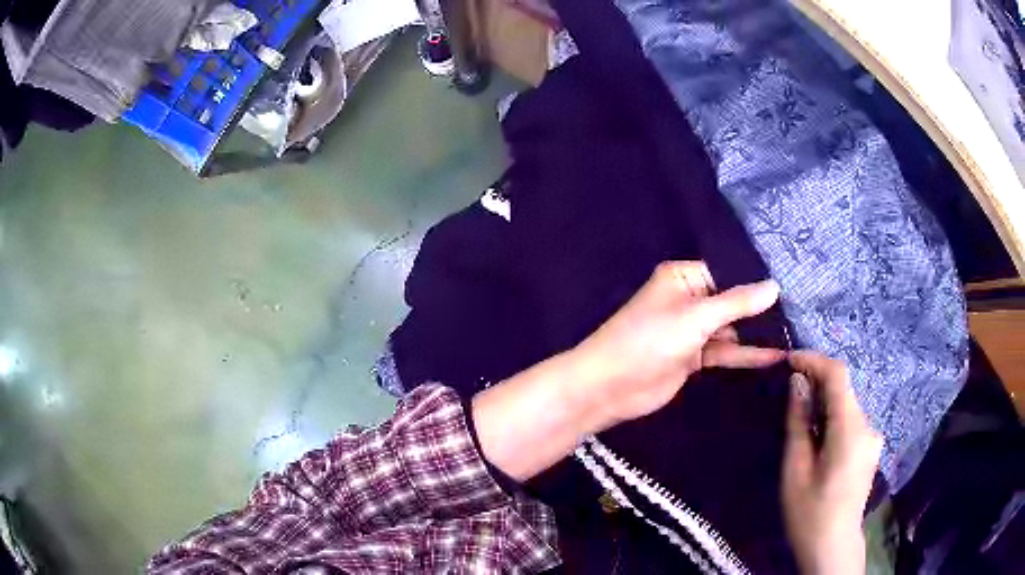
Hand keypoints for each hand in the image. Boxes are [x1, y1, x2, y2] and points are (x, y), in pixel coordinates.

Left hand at [568, 261, 785, 429]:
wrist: (610, 387)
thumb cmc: (650, 340)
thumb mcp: (696, 317)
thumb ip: (737, 302)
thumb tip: (775, 286)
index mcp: (684, 277)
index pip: (728, 272)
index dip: (757, 279)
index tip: (794, 282)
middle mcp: (690, 299)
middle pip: (733, 300)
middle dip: (762, 308)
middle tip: (803, 310)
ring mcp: (692, 330)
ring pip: (732, 329)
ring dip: (758, 333)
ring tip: (797, 332)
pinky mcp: (694, 357)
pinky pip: (725, 352)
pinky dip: (746, 355)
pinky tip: (776, 356)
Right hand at [782, 351, 883, 574]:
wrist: (833, 546)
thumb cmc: (809, 513)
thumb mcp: (795, 469)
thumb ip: (798, 422)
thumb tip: (797, 383)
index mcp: (850, 429)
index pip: (838, 375)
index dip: (814, 360)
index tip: (789, 360)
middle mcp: (868, 425)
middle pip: (843, 390)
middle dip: (817, 384)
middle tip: (788, 394)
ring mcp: (872, 437)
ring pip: (846, 406)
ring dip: (824, 404)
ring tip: (800, 422)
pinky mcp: (870, 448)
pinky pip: (851, 421)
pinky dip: (833, 419)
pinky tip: (817, 441)